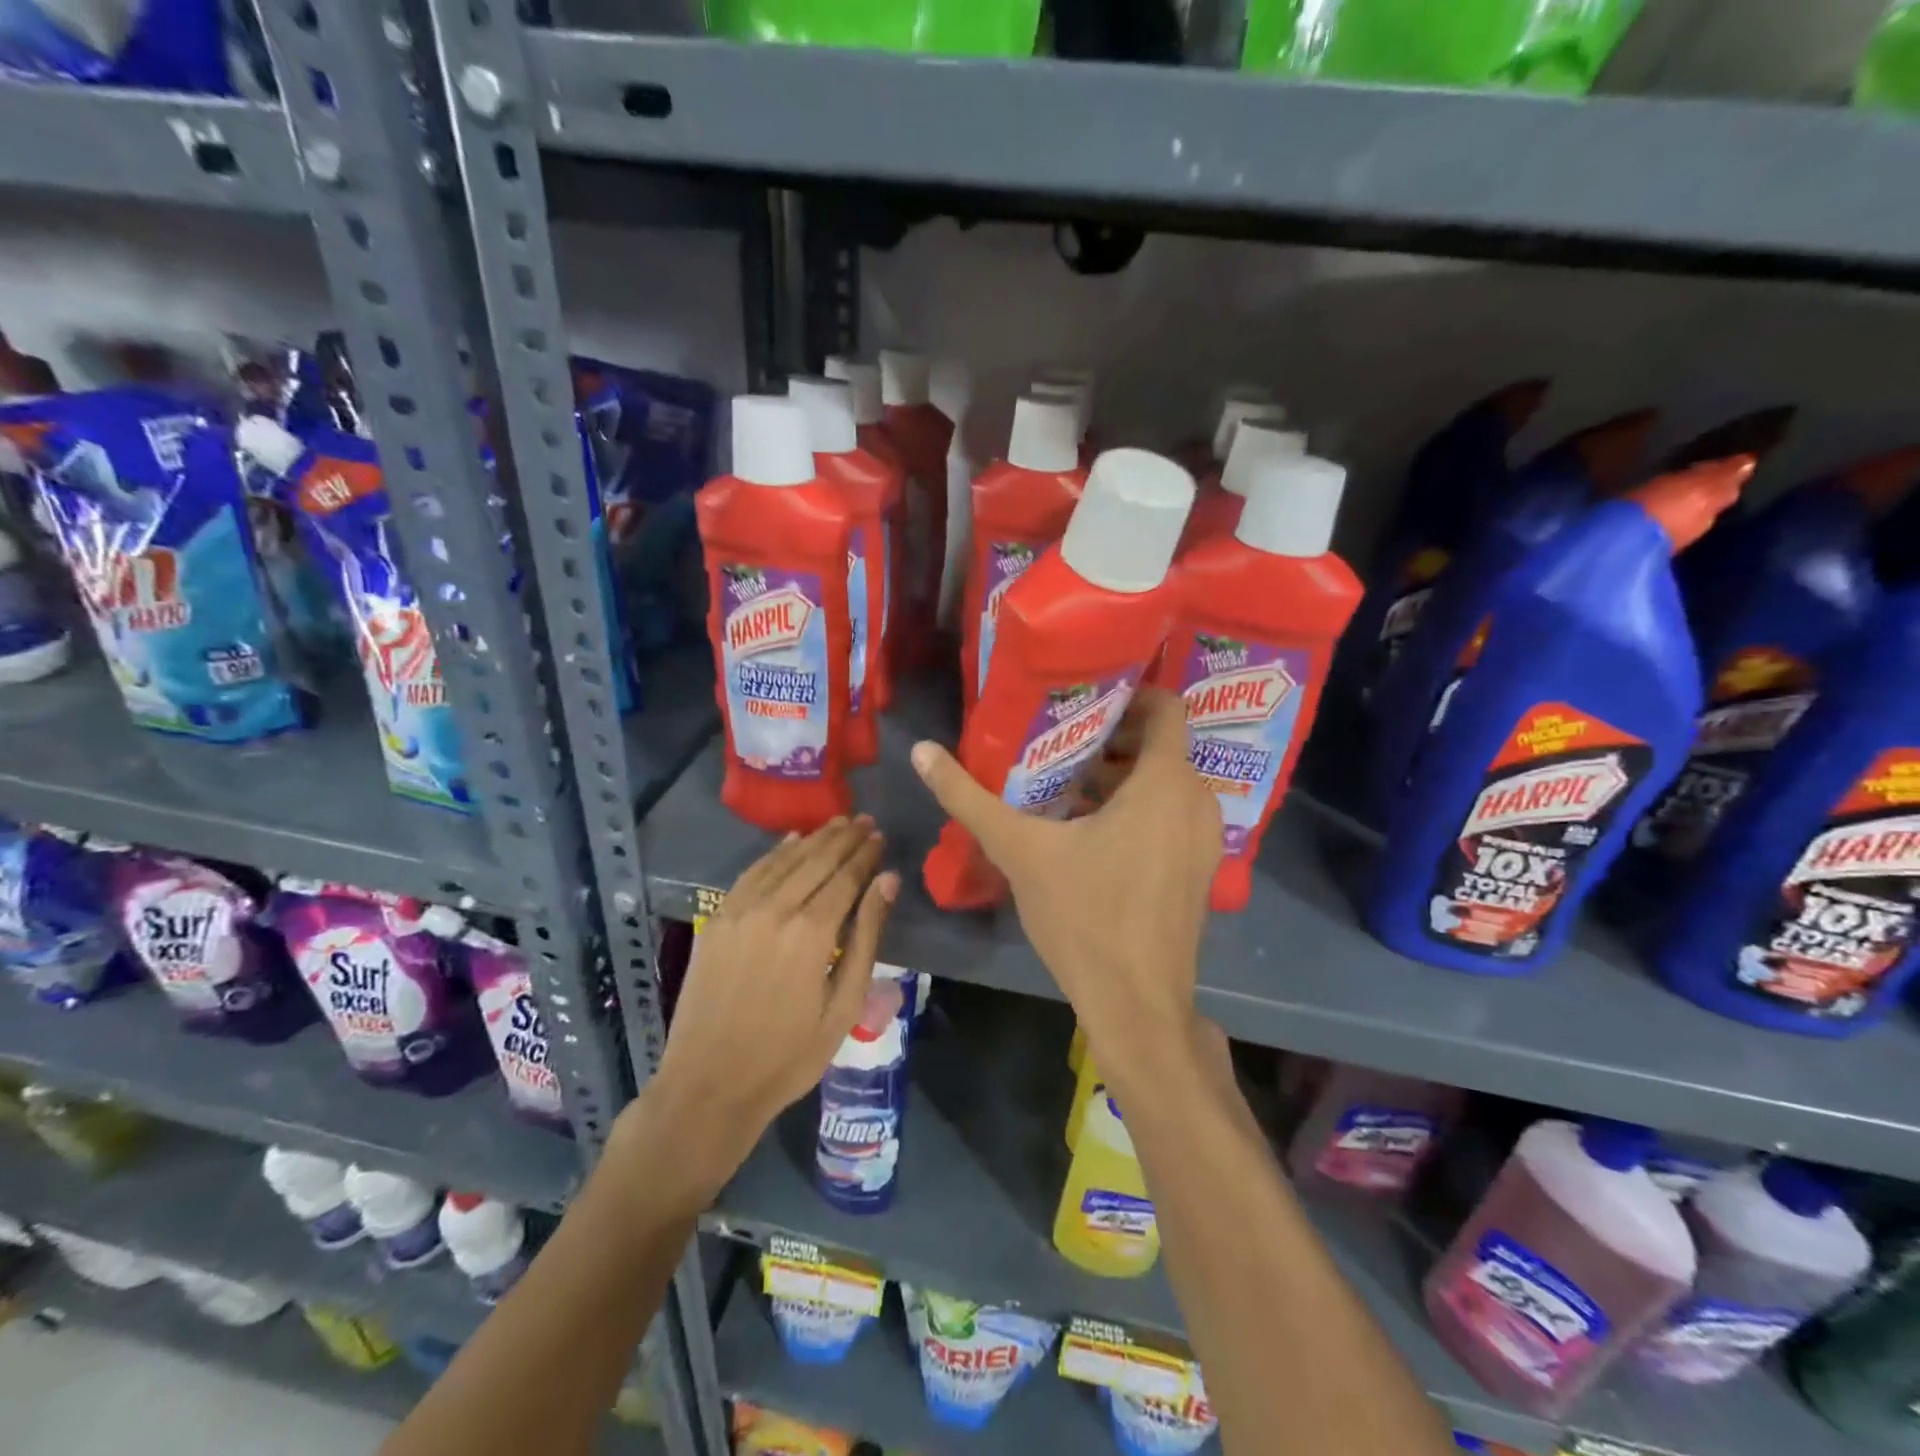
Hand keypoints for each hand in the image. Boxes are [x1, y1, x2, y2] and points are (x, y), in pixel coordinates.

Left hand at [645, 817, 898, 1182]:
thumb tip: (888, 881)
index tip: (880, 836)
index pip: (846, 876)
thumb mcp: (843, 1005)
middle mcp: (776, 909)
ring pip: (785, 860)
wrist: (709, 1084)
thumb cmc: (789, 1055)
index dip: (866, 854)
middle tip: (865, 820)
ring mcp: (741, 910)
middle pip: (817, 860)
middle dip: (844, 837)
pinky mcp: (717, 918)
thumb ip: (867, 937)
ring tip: (838, 823)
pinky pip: (751, 872)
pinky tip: (792, 842)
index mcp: (812, 932)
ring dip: (814, 839)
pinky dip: (775, 853)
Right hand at [910, 688, 1219, 1069]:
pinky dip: (1138, 805)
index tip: (1083, 697)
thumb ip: (969, 798)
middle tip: (1059, 735)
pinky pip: (1171, 814)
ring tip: (1065, 777)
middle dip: (1112, 735)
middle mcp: (1197, 801)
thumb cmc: (1085, 917)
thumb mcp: (1021, 850)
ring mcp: (1204, 839)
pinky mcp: (1198, 869)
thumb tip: (921, 752)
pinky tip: (1088, 826)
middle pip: (1161, 744)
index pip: (1167, 706)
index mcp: (1166, 783)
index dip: (1129, 693)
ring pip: (1165, 782)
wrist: (1137, 1005)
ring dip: (1121, 773)